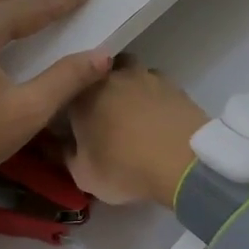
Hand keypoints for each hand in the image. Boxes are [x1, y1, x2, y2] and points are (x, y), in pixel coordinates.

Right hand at [62, 57, 208, 207]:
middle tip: (102, 116)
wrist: (182, 161)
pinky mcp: (172, 83)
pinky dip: (153, 96)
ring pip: (129, 72)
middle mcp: (110, 76)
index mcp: (82, 95)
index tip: (73, 123)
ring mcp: (144, 75)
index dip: (70, 106)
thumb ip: (68, 156)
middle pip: (98, 74)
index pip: (66, 91)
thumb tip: (66, 145)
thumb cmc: (125, 168)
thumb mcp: (84, 175)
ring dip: (128, 87)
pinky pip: (155, 84)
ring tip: (133, 113)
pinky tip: (157, 116)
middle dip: (98, 89)